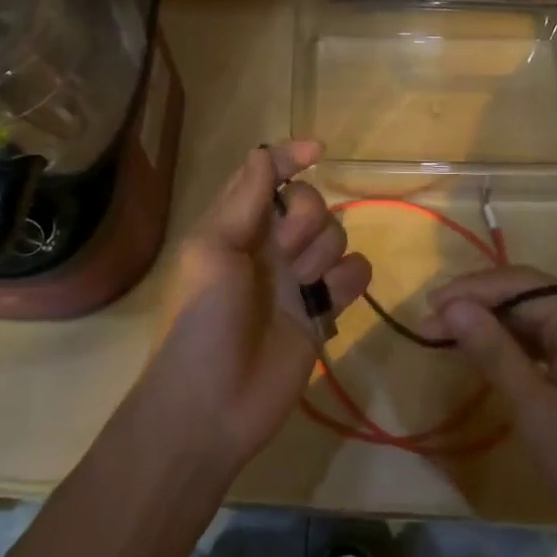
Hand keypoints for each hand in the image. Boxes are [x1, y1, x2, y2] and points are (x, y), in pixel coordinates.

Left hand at [140, 141, 370, 473]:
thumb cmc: (202, 319)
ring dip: (324, 252)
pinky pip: (354, 274)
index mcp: (237, 225)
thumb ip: (243, 199)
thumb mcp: (212, 249)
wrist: (212, 405)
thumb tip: (263, 151)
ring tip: (301, 286)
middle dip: (307, 217)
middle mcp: (270, 245)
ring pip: (336, 235)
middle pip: (311, 202)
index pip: (267, 175)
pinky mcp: (321, 311)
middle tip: (285, 250)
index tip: (317, 152)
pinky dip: (348, 279)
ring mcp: (298, 279)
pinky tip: (327, 300)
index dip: (290, 157)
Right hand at [428, 267, 556, 556]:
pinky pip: (548, 335)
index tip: (426, 311)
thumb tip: (450, 306)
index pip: (517, 284)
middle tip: (431, 321)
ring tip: (449, 332)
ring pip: (535, 312)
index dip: (468, 293)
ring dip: (493, 321)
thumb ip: (492, 350)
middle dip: (478, 303)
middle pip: (526, 292)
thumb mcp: (533, 407)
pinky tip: (487, 350)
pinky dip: (515, 340)